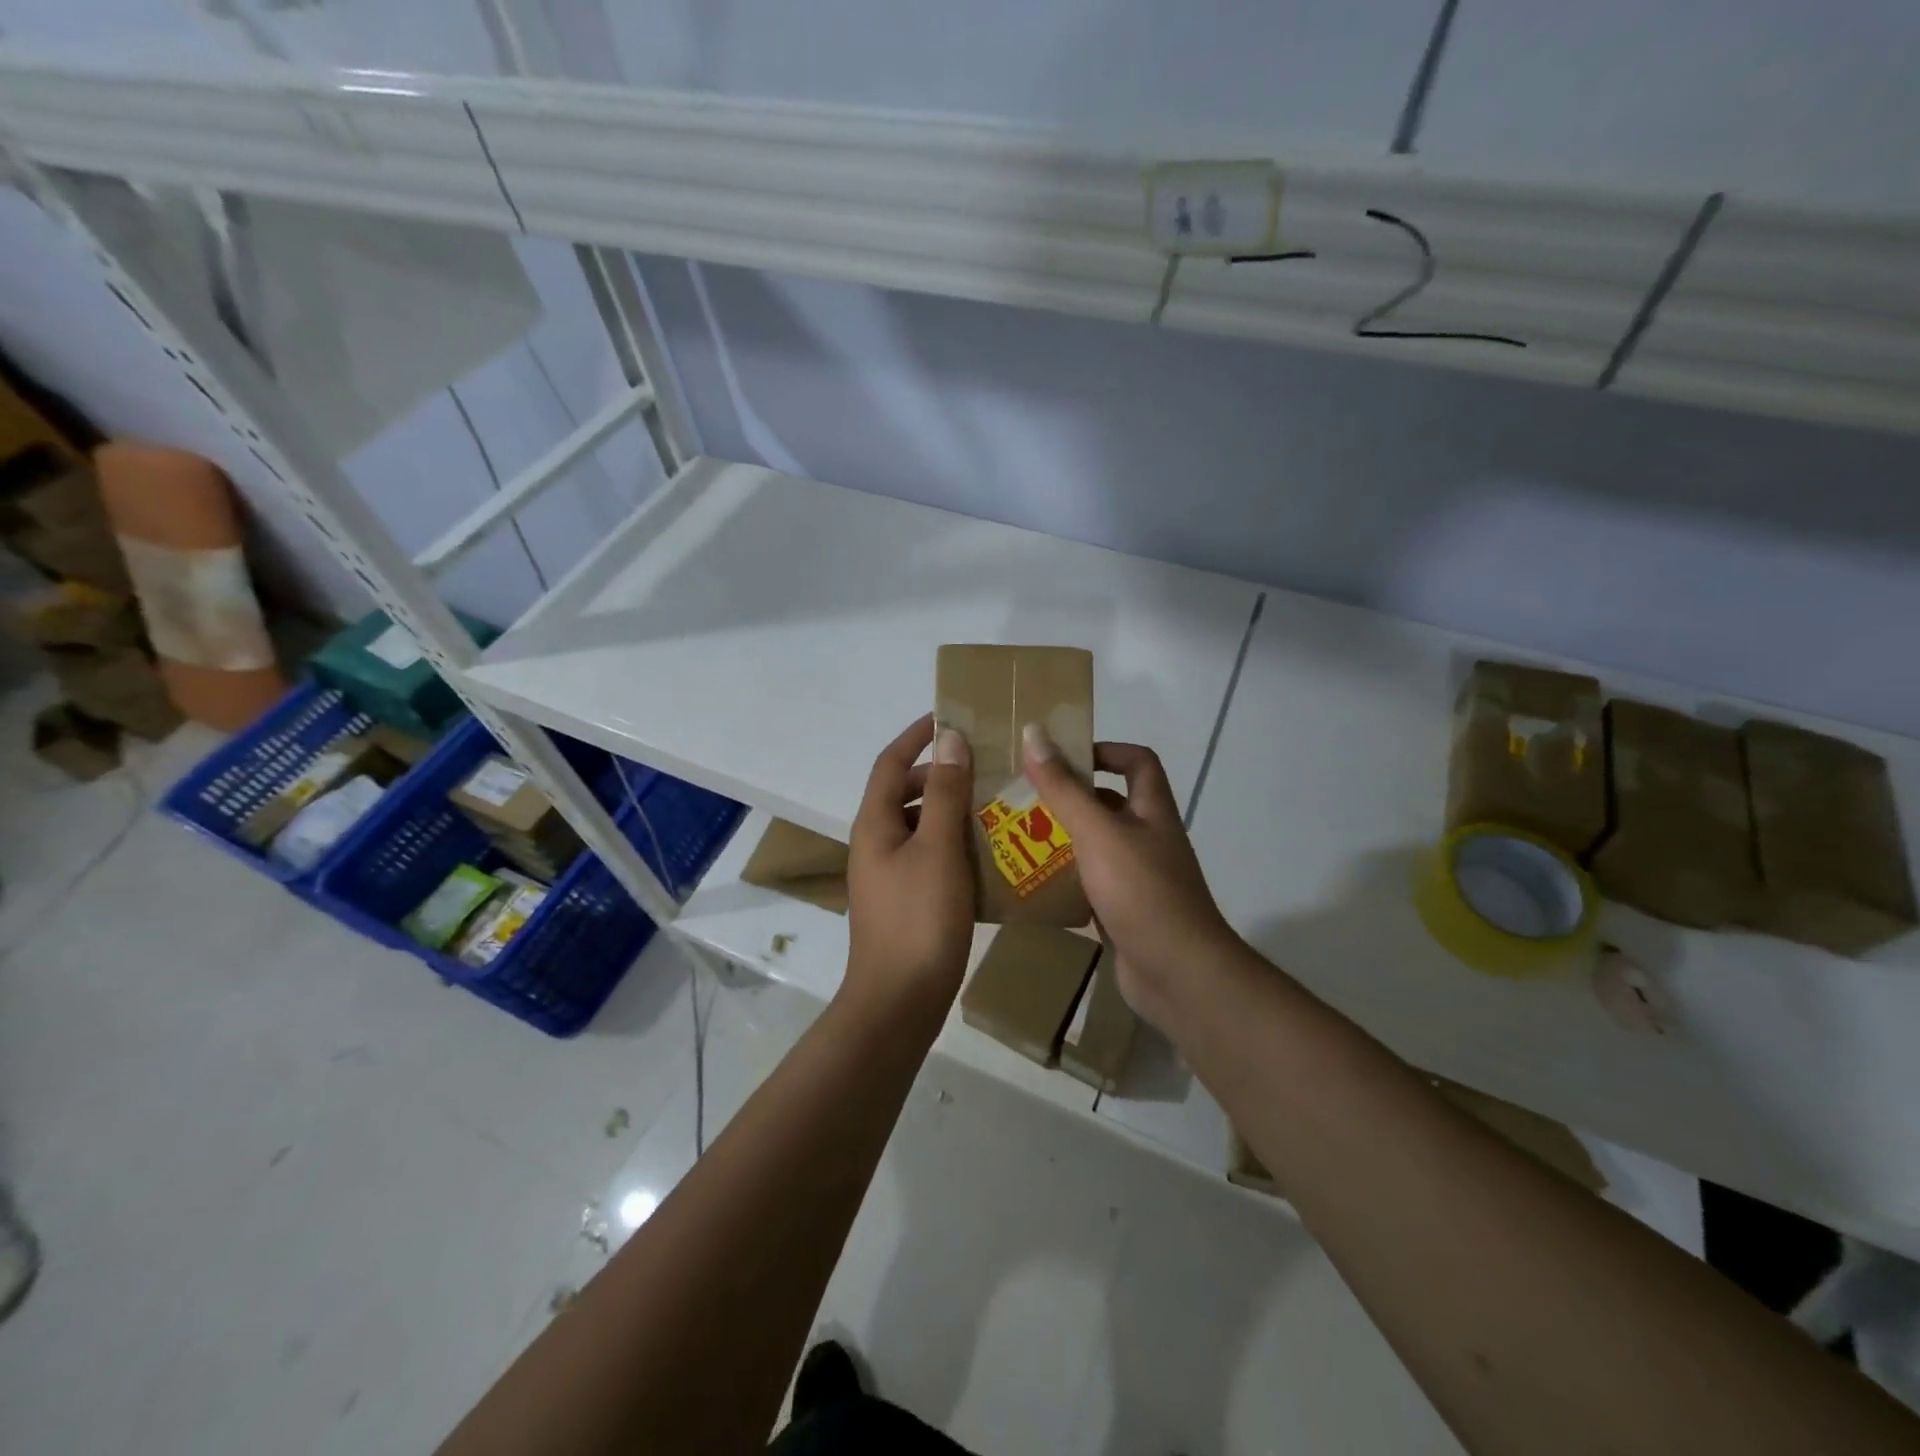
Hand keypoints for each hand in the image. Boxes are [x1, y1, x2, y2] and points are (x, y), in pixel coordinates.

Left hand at [844, 715, 976, 1021]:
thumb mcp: (937, 848)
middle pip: (906, 792)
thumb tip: (949, 739)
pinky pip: (932, 856)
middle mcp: (877, 842)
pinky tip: (991, 850)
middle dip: (941, 773)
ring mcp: (891, 874)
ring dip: (953, 809)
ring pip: (922, 826)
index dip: (916, 736)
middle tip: (986, 763)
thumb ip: (944, 792)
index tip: (948, 716)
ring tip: (996, 802)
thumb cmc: (918, 918)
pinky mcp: (908, 900)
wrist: (900, 1001)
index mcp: (876, 823)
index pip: (890, 763)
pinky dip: (956, 843)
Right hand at [1021, 725, 1240, 1027]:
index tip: (1061, 758)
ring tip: (1016, 838)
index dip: (1104, 751)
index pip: (1137, 761)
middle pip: (1109, 804)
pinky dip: (1065, 881)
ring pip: (1096, 846)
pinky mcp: (1124, 912)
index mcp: (1152, 811)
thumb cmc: (1141, 891)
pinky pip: (1090, 885)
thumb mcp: (1097, 832)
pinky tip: (1031, 883)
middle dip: (1068, 798)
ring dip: (1062, 840)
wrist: (1178, 974)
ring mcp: (1138, 878)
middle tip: (1023, 799)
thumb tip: (1035, 733)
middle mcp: (1148, 839)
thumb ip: (1064, 787)